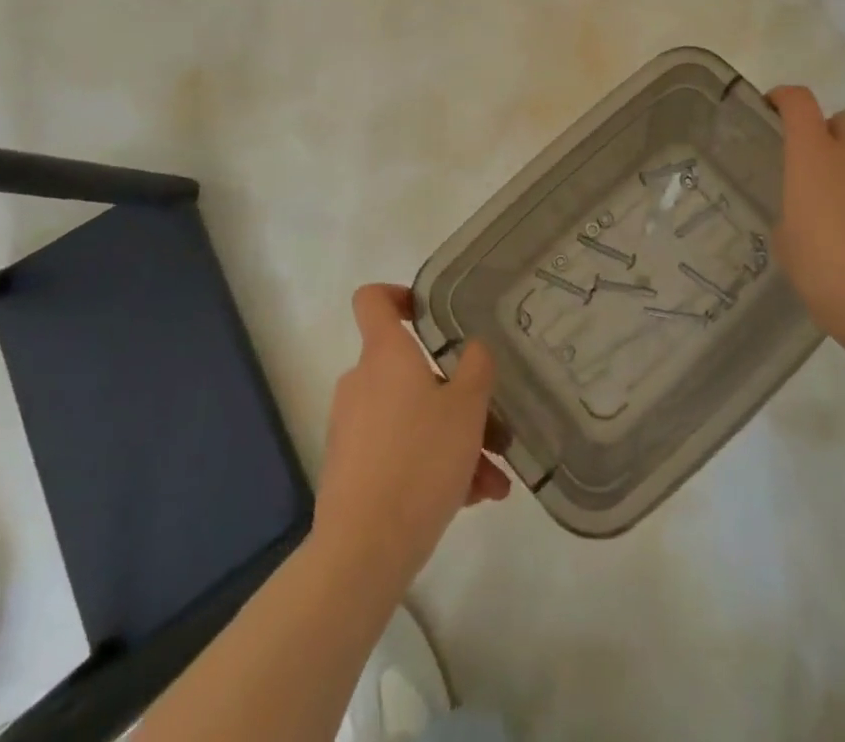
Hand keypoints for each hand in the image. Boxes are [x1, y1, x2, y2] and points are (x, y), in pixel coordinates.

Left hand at [312, 285, 509, 594]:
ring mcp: (353, 426)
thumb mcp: (467, 408)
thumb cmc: (421, 460)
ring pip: (413, 417)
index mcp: (386, 355)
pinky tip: (471, 499)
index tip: (430, 311)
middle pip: (411, 370)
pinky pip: (400, 450)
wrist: (363, 549)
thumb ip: (476, 367)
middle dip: (456, 396)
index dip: (399, 294)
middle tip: (493, 428)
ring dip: (454, 440)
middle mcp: (363, 382)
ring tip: (493, 480)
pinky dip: (432, 465)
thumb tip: (472, 348)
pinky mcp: (351, 468)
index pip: (373, 299)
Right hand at [768, 86, 844, 373]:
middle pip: (843, 118)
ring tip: (837, 198)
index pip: (799, 102)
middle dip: (825, 130)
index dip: (783, 97)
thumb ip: (792, 213)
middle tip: (809, 161)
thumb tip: (804, 212)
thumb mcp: (787, 243)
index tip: (770, 107)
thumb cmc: (826, 272)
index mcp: (814, 157)